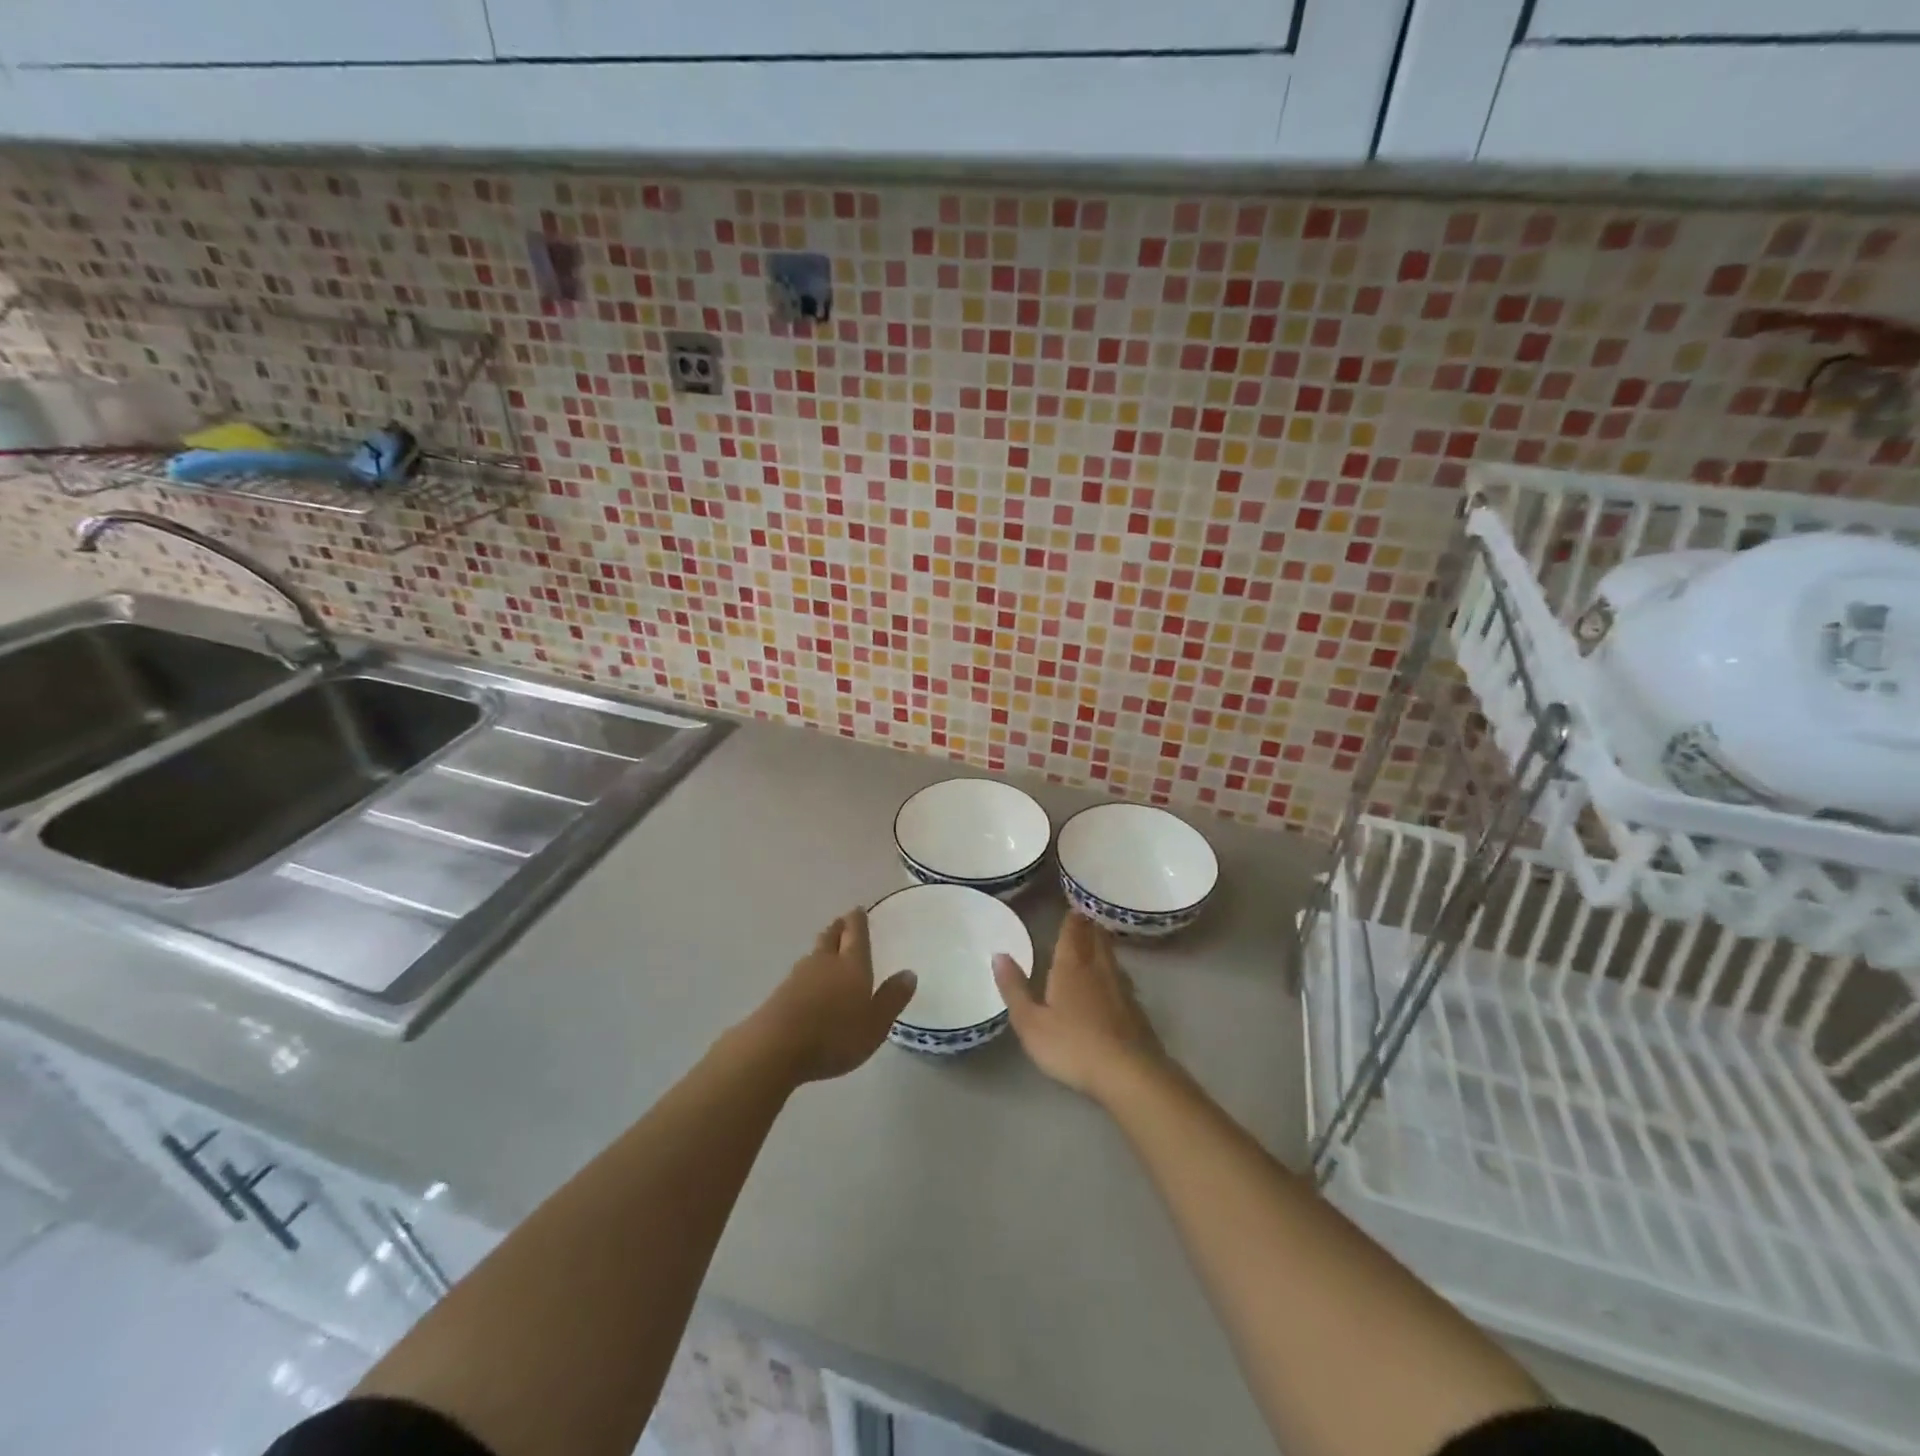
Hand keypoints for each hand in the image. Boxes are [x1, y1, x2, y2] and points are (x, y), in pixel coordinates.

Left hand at [744, 910, 917, 1084]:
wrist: (775, 1047)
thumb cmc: (834, 1035)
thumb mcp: (875, 1024)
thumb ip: (892, 999)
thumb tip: (909, 973)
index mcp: (852, 964)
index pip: (856, 933)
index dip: (858, 920)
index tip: (858, 910)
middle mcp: (825, 962)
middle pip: (831, 937)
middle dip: (838, 928)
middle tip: (842, 922)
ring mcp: (798, 976)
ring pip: (814, 954)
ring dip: (822, 948)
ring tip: (827, 949)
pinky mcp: (780, 994)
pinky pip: (800, 975)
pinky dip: (808, 973)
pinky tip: (809, 984)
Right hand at [994, 913, 1169, 1102]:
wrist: (1129, 1073)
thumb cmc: (1072, 1046)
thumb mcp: (1031, 1022)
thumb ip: (1014, 988)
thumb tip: (998, 954)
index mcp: (1071, 967)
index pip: (1072, 933)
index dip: (1072, 919)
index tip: (1072, 906)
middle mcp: (1098, 969)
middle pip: (1096, 939)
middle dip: (1089, 926)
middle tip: (1085, 916)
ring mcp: (1122, 989)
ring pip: (1112, 957)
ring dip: (1104, 944)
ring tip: (1098, 939)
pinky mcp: (1136, 1010)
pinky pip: (1122, 979)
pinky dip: (1114, 971)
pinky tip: (1114, 981)